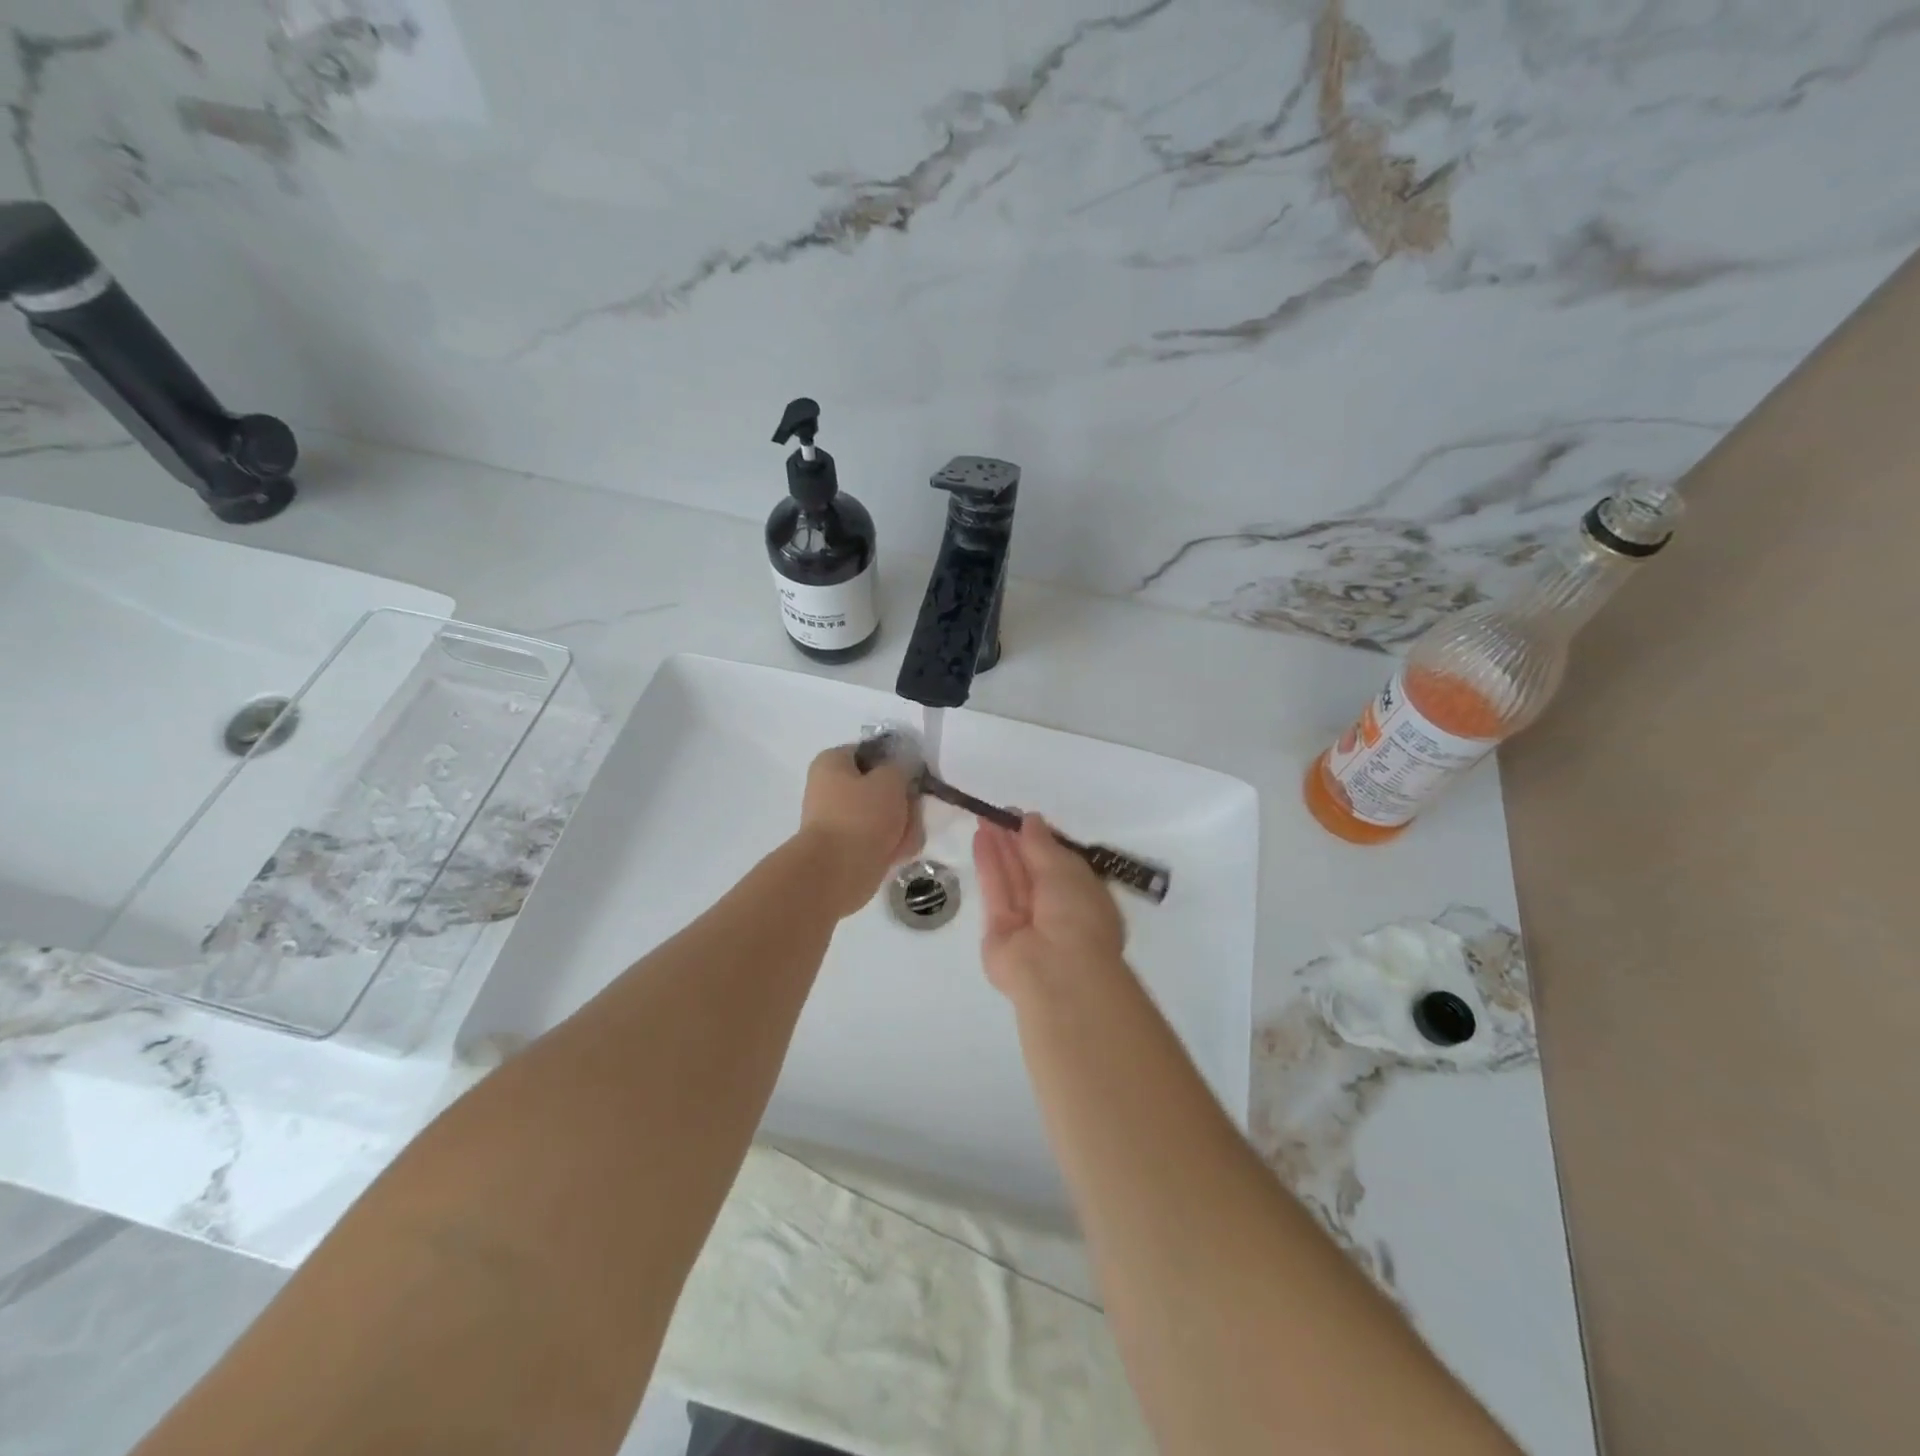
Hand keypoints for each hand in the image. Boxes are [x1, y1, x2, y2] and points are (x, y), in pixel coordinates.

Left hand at [797, 745, 923, 917]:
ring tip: (906, 837)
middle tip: (913, 810)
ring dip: (902, 825)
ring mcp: (838, 820)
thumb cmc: (862, 815)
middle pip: (880, 786)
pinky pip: (878, 839)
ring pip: (883, 815)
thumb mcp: (891, 780)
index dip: (896, 761)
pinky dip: (892, 845)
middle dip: (903, 801)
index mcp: (832, 763)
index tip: (915, 774)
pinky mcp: (847, 847)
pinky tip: (899, 853)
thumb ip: (903, 767)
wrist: (838, 871)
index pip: (871, 752)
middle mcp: (831, 788)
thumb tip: (903, 769)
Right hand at [973, 814, 1125, 998]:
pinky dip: (988, 864)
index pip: (1060, 864)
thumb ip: (1042, 844)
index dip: (1042, 840)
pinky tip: (980, 839)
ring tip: (984, 819)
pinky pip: (995, 891)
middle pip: (1032, 869)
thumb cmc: (1076, 914)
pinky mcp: (999, 930)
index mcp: (1084, 897)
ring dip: (999, 848)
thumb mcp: (1065, 869)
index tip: (1023, 818)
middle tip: (998, 813)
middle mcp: (1056, 909)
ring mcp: (1026, 922)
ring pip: (1011, 878)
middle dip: (1016, 840)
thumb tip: (1030, 819)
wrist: (1057, 971)